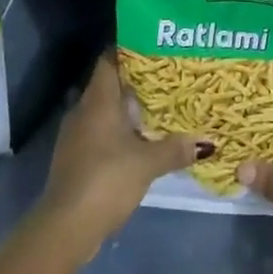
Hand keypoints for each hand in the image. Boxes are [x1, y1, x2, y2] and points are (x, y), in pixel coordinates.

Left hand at [37, 54, 203, 262]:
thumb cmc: (106, 179)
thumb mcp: (147, 163)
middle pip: (108, 86)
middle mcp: (82, 111)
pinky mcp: (75, 158)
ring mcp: (75, 136)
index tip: (153, 47)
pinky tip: (138, 142)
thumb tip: (205, 142)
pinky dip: (117, 132)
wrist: (67, 226)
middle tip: (165, 79)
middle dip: (134, 82)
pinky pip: (99, 133)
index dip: (128, 51)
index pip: (109, 61)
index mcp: (97, 101)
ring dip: (126, 110)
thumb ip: (174, 149)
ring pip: (103, 111)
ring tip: (157, 109)